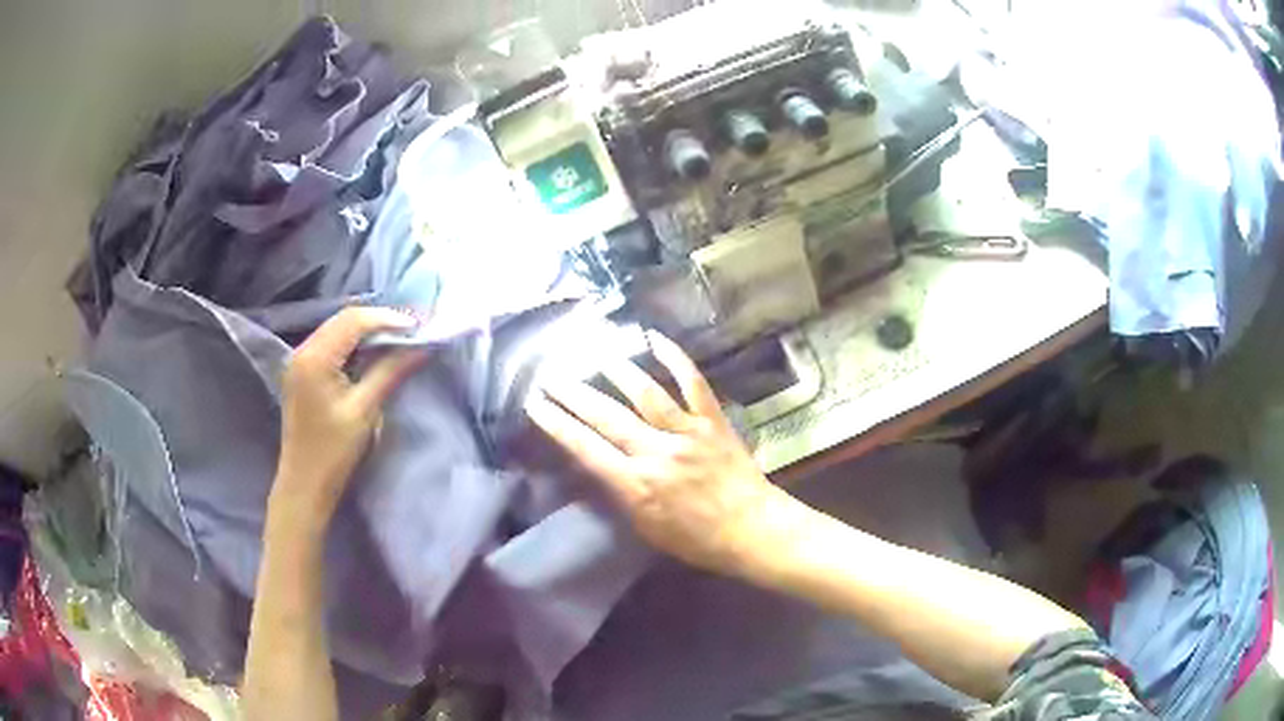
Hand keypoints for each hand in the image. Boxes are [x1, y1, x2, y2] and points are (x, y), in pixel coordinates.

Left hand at [274, 307, 426, 523]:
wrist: (304, 484)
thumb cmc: (333, 451)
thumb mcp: (364, 410)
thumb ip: (390, 372)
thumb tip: (422, 347)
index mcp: (315, 357)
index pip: (354, 321)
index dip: (387, 318)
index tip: (418, 327)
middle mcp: (303, 350)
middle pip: (344, 320)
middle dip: (379, 321)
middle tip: (412, 331)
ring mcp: (300, 360)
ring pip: (337, 329)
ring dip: (367, 331)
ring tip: (398, 340)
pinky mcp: (302, 371)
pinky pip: (331, 344)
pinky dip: (354, 344)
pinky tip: (372, 353)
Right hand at [525, 331, 799, 574]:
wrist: (753, 530)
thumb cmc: (698, 540)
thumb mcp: (647, 529)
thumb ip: (622, 494)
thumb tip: (599, 464)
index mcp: (637, 485)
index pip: (586, 449)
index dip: (557, 425)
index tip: (535, 405)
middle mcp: (657, 452)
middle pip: (607, 417)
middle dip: (574, 395)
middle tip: (551, 376)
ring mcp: (688, 432)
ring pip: (645, 393)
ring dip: (616, 371)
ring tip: (594, 353)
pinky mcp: (713, 420)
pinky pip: (692, 383)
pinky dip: (675, 358)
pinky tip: (655, 338)